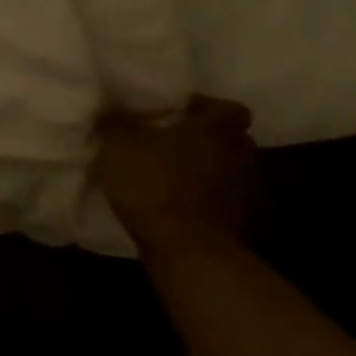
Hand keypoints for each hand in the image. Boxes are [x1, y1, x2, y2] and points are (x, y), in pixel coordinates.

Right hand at [93, 95, 260, 259]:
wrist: (186, 249)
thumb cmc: (154, 183)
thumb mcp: (118, 145)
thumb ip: (116, 123)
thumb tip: (110, 109)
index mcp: (214, 129)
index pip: (228, 108)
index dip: (206, 107)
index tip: (180, 111)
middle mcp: (238, 155)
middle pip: (231, 139)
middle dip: (206, 138)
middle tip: (174, 140)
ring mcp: (244, 191)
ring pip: (227, 169)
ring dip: (206, 169)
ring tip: (172, 171)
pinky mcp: (238, 221)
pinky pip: (221, 199)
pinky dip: (205, 197)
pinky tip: (177, 200)